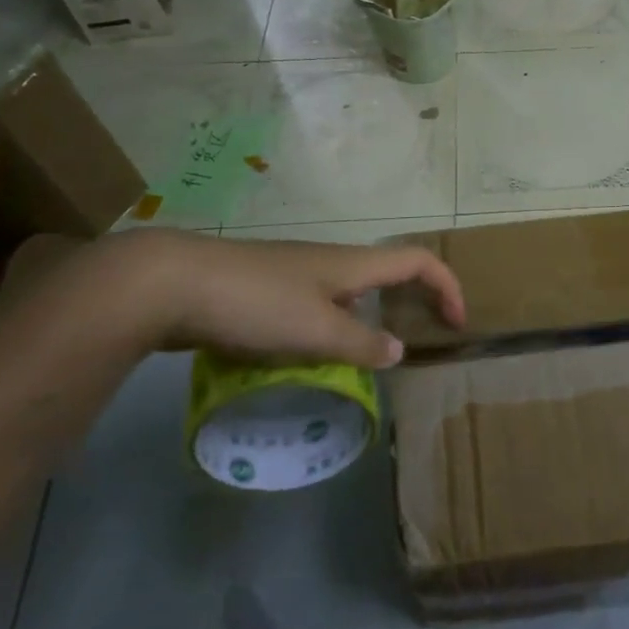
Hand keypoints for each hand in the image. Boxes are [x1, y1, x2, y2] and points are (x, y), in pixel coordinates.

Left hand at [84, 230, 463, 367]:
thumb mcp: (317, 330)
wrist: (171, 282)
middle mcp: (330, 262)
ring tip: (357, 366)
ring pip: (346, 296)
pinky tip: (304, 361)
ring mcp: (295, 274)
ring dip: (362, 325)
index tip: (456, 324)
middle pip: (386, 275)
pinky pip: (313, 309)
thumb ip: (361, 345)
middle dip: (408, 306)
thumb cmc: (256, 302)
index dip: (447, 286)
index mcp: (353, 264)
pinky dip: (325, 332)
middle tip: (412, 345)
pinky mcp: (265, 290)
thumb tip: (397, 352)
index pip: (418, 261)